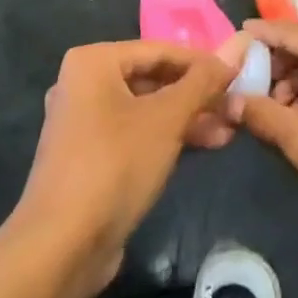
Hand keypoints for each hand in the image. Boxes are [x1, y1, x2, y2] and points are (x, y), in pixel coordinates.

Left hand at [11, 39, 242, 297]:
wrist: (61, 248)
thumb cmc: (115, 165)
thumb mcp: (167, 119)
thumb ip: (201, 83)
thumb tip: (233, 53)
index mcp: (93, 62)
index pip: (159, 50)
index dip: (202, 61)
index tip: (237, 74)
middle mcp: (83, 84)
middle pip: (152, 79)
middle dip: (196, 94)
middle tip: (234, 106)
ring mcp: (83, 123)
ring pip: (146, 109)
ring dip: (186, 118)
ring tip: (228, 130)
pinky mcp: (88, 158)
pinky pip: (134, 134)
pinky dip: (165, 137)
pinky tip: (202, 147)